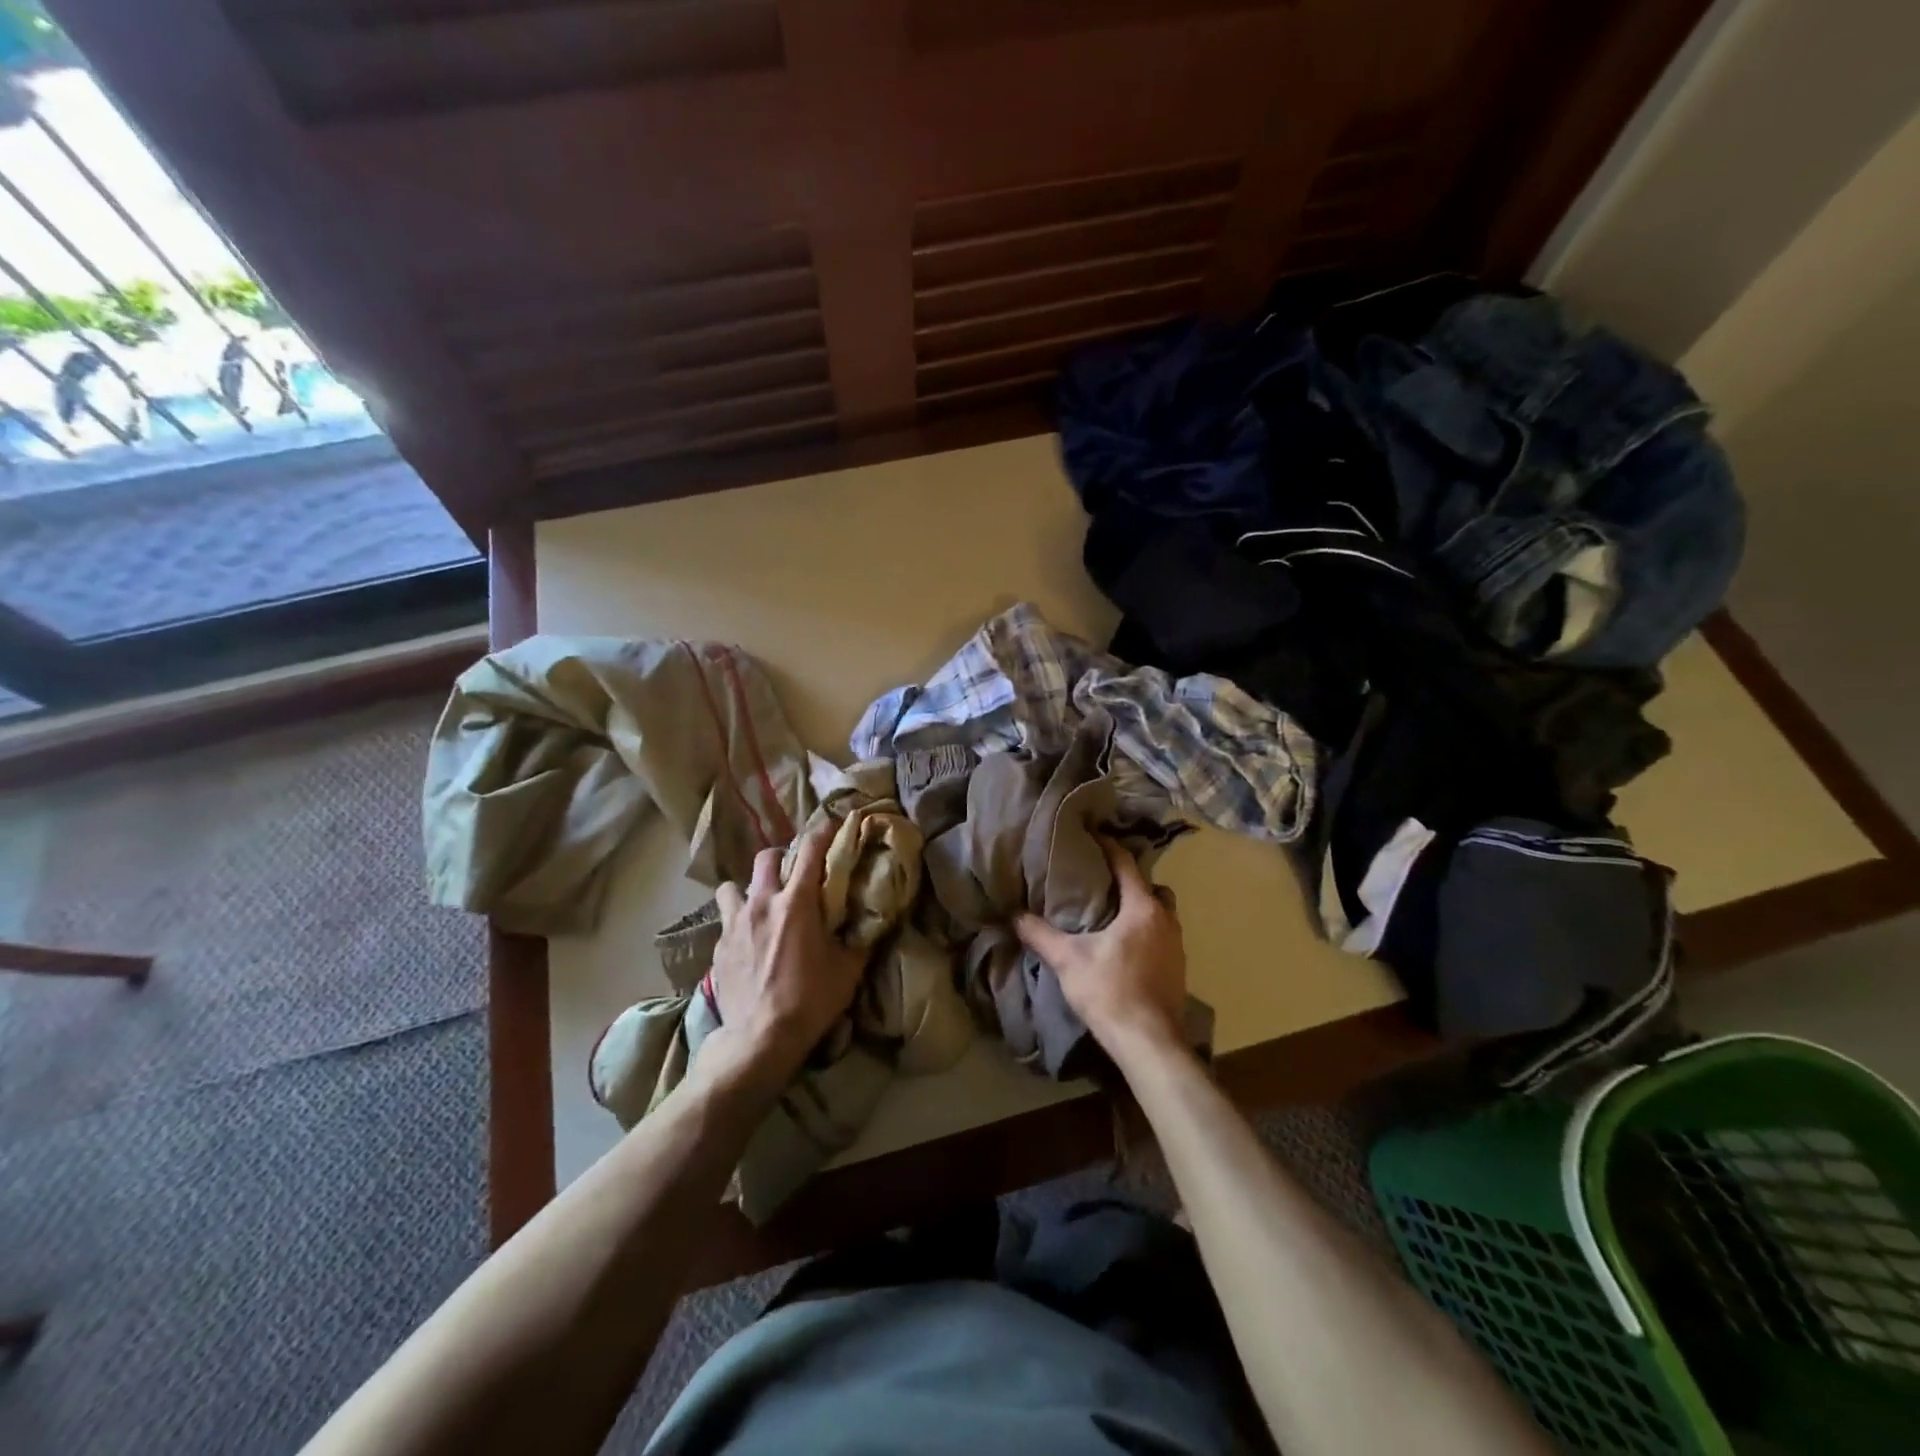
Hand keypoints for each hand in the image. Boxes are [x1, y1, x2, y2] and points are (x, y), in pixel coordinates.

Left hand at [701, 826, 865, 1091]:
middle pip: (765, 857)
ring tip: (760, 904)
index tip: (831, 825)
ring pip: (733, 886)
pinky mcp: (718, 946)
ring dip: (748, 889)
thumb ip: (860, 939)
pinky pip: (726, 920)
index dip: (822, 832)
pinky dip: (738, 921)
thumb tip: (873, 921)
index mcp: (797, 903)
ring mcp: (735, 923)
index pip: (810, 850)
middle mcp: (762, 903)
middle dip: (781, 857)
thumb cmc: (810, 1000)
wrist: (760, 1039)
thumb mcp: (848, 970)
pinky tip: (748, 939)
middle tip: (793, 871)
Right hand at [1014, 838, 1187, 1062]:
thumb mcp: (1068, 960)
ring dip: (1141, 909)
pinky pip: (1163, 937)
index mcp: (1143, 909)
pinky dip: (1147, 933)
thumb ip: (1040, 934)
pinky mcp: (1179, 970)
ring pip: (1161, 914)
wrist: (1149, 1042)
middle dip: (1130, 881)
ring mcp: (1178, 947)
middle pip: (1151, 888)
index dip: (1109, 848)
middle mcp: (1167, 921)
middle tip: (1102, 882)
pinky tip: (1126, 947)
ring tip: (1113, 915)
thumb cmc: (1109, 991)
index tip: (1093, 837)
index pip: (1127, 865)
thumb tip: (1014, 914)